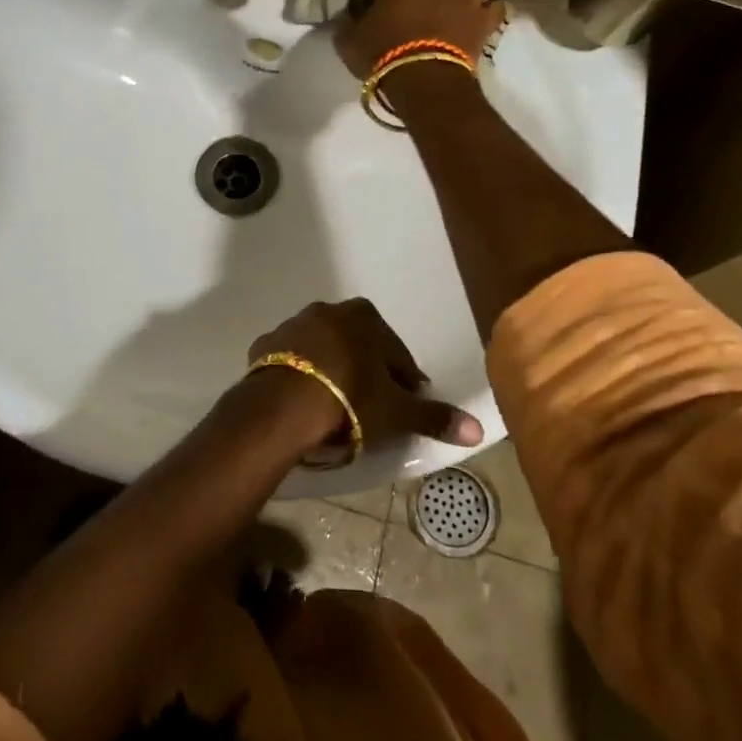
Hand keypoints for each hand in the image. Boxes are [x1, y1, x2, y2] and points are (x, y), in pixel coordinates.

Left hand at [247, 298, 483, 458]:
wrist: (283, 405)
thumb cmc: (350, 400)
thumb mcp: (397, 412)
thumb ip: (434, 417)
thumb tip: (477, 429)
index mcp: (365, 318)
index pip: (396, 353)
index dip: (404, 381)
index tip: (405, 404)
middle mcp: (328, 311)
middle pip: (358, 345)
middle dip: (367, 370)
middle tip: (371, 407)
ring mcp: (292, 325)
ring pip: (322, 349)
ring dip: (331, 370)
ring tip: (335, 406)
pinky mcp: (264, 345)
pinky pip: (289, 361)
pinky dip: (298, 375)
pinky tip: (302, 400)